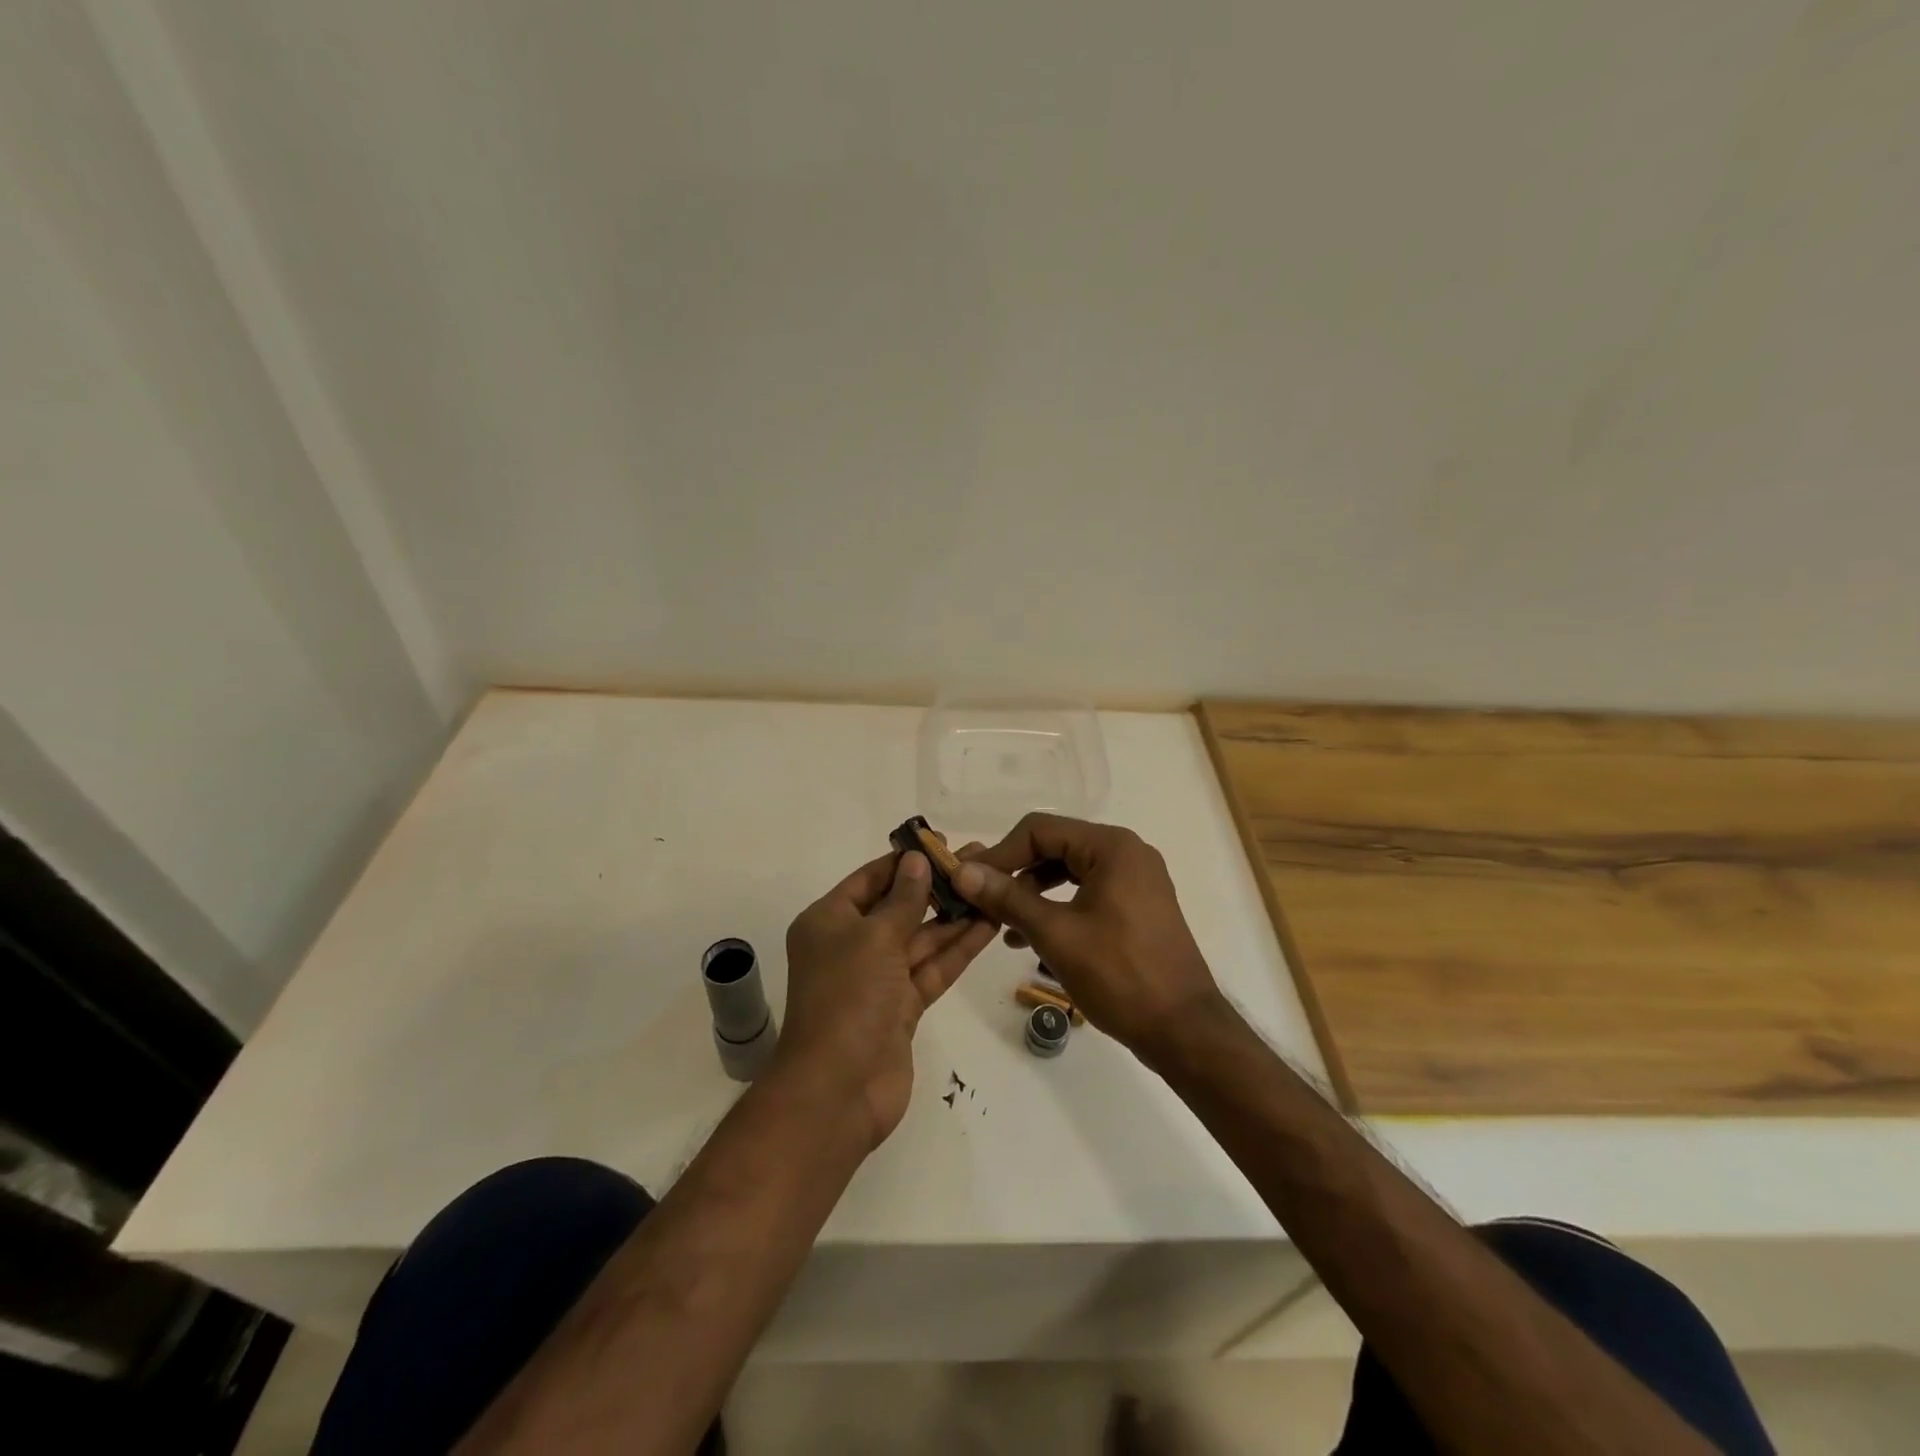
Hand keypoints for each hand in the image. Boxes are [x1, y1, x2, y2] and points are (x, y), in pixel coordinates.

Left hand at [779, 851, 996, 1149]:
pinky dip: (958, 949)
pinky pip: (932, 968)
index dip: (906, 861)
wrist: (838, 1091)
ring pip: (921, 938)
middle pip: (900, 906)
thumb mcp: (874, 937)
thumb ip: (903, 898)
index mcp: (829, 921)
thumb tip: (917, 859)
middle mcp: (851, 945)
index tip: (942, 843)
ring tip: (995, 886)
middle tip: (981, 861)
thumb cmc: (847, 998)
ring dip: (955, 915)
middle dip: (938, 886)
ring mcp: (878, 979)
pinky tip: (990, 924)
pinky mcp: (902, 1007)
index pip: (871, 879)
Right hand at [952, 813, 1225, 1061]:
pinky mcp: (1137, 906)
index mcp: (1111, 847)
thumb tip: (963, 871)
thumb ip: (1007, 898)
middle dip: (1014, 873)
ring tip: (1000, 924)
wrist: (1184, 1030)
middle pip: (1055, 846)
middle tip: (979, 899)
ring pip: (1068, 871)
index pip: (1039, 830)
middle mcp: (1126, 853)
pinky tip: (1029, 937)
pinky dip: (1057, 907)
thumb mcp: (1056, 934)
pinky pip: (1086, 892)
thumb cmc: (1120, 976)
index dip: (999, 852)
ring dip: (1032, 892)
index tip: (968, 881)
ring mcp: (1135, 880)